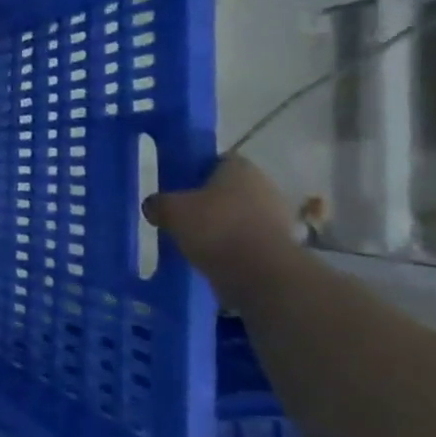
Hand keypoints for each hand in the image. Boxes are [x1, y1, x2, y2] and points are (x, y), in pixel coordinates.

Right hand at [142, 156, 296, 281]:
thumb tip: (153, 206)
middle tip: (182, 215)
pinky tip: (212, 259)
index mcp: (240, 168)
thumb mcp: (171, 210)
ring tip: (194, 241)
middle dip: (208, 201)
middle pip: (229, 189)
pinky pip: (248, 241)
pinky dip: (232, 248)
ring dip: (221, 226)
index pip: (216, 161)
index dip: (195, 171)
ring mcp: (277, 219)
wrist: (262, 275)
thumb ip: (158, 203)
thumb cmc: (216, 228)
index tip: (178, 186)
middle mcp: (264, 187)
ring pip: (239, 216)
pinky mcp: (281, 248)